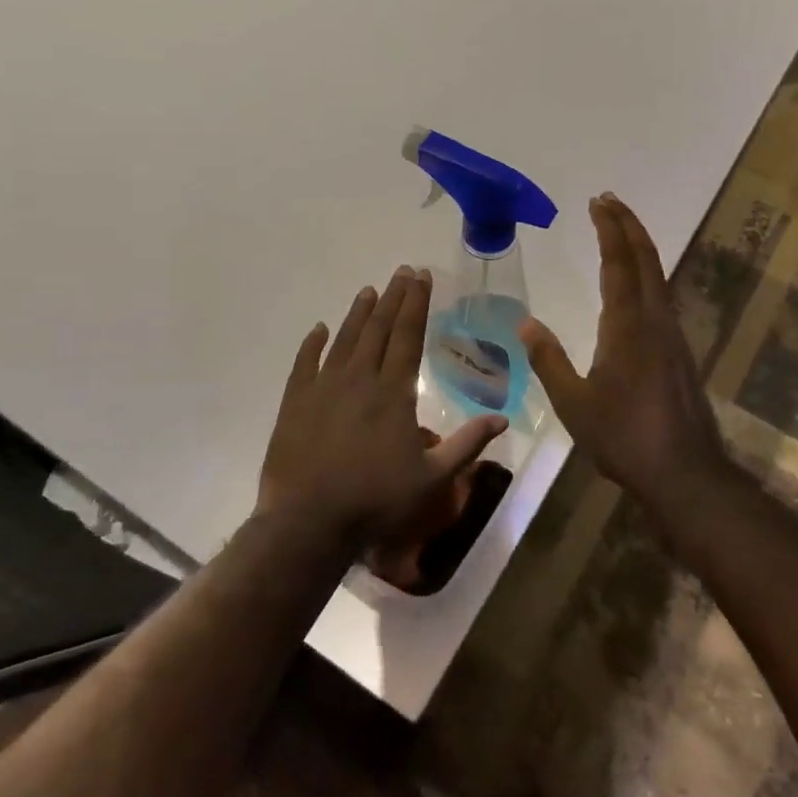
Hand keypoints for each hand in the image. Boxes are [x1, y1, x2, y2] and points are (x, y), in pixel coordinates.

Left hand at [257, 266, 506, 546]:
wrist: (308, 524)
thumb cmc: (377, 501)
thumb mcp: (433, 478)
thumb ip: (467, 444)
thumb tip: (502, 419)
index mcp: (393, 392)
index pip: (408, 335)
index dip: (416, 303)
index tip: (422, 276)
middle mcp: (359, 378)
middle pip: (379, 329)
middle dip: (393, 297)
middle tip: (402, 271)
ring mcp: (323, 388)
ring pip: (344, 340)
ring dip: (358, 313)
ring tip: (369, 290)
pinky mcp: (295, 403)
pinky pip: (305, 364)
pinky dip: (312, 344)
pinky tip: (318, 329)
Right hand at [518, 194, 730, 502]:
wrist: (684, 472)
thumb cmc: (624, 437)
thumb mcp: (574, 403)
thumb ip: (548, 359)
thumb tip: (526, 322)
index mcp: (627, 325)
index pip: (618, 263)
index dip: (609, 229)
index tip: (598, 202)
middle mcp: (655, 320)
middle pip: (646, 259)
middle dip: (628, 225)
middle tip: (609, 201)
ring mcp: (673, 335)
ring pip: (658, 276)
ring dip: (639, 247)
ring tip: (620, 232)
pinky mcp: (679, 352)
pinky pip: (662, 296)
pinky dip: (647, 273)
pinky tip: (636, 286)